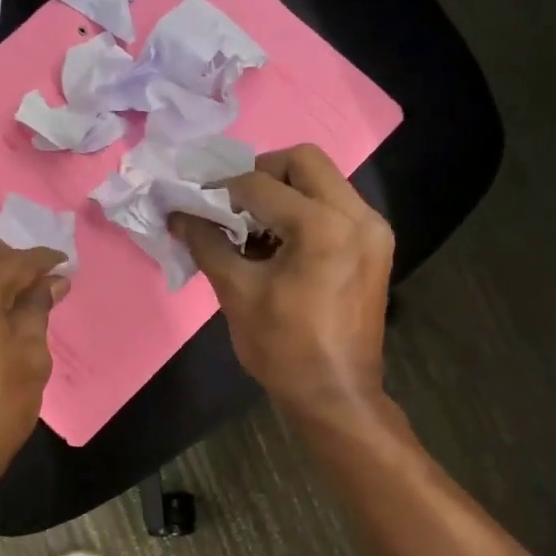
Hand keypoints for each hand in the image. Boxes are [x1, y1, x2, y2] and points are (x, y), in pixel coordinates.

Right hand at [172, 144, 393, 421]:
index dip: (221, 191)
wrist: (336, 394)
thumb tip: (178, 213)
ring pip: (325, 180)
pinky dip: (306, 210)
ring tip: (255, 224)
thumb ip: (207, 243)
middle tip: (233, 203)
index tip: (196, 203)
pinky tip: (282, 241)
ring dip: (285, 191)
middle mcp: (357, 215)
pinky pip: (338, 205)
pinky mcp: (377, 245)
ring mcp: (373, 229)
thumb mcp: (237, 293)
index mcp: (322, 227)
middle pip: (304, 160)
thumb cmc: (283, 349)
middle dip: (261, 173)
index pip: (260, 185)